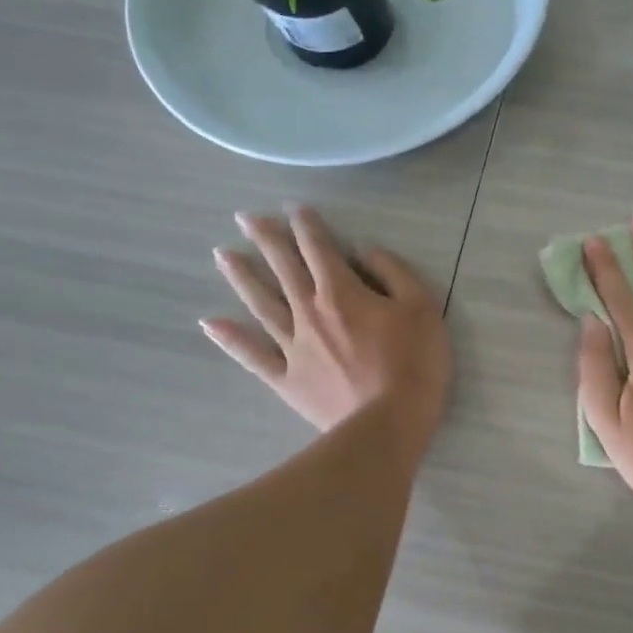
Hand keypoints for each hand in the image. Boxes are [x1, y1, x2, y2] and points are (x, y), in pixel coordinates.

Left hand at [203, 207, 451, 462]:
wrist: (387, 425)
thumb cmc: (414, 363)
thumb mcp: (422, 308)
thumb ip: (393, 273)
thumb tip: (364, 251)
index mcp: (342, 292)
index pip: (320, 249)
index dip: (307, 225)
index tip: (294, 208)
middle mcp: (309, 312)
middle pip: (283, 269)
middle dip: (266, 239)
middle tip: (244, 218)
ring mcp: (293, 347)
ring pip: (261, 304)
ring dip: (242, 277)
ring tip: (222, 255)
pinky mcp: (287, 379)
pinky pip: (253, 356)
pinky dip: (231, 339)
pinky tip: (210, 322)